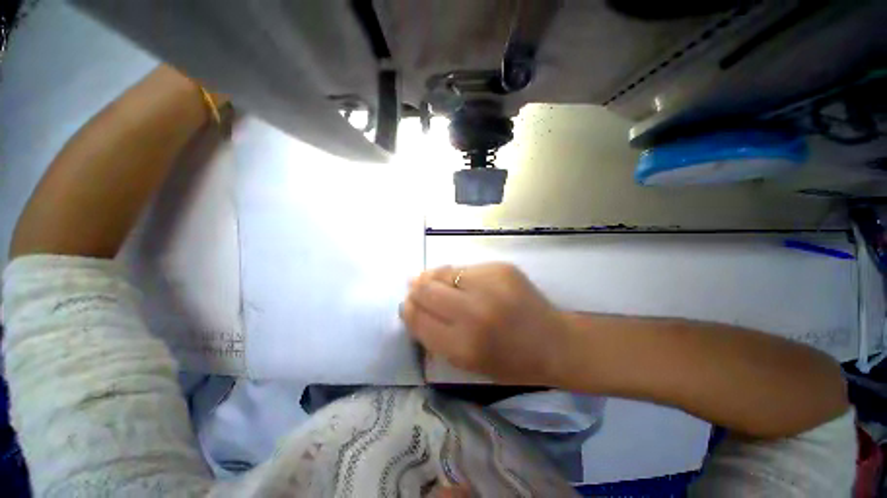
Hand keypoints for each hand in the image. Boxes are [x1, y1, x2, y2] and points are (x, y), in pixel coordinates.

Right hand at [402, 263, 568, 385]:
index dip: (408, 309)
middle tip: (416, 289)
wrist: (553, 342)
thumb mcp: (467, 362)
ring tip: (434, 282)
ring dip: (433, 277)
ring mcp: (489, 285)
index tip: (408, 305)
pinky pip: (464, 268)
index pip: (418, 318)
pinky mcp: (501, 268)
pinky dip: (456, 275)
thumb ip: (435, 335)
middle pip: (426, 290)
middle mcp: (474, 312)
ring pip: (443, 272)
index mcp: (463, 346)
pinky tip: (461, 281)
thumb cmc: (509, 362)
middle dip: (416, 289)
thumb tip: (412, 305)